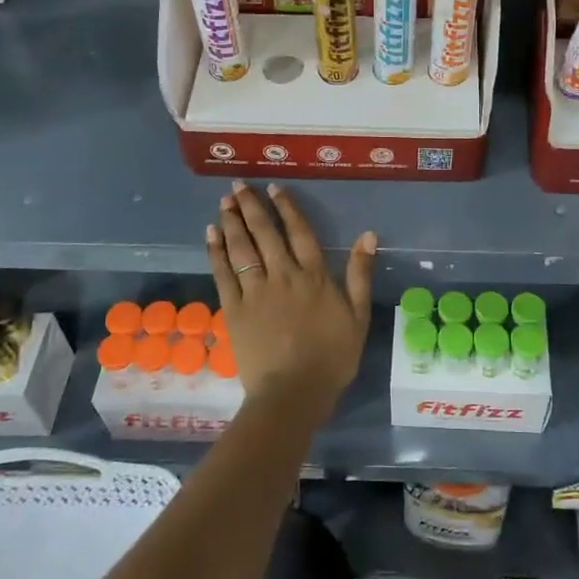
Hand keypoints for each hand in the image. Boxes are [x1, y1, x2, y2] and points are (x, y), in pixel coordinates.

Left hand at [207, 182, 375, 422]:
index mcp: (314, 276)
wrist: (293, 392)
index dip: (286, 208)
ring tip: (224, 202)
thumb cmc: (332, 357)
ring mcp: (256, 292)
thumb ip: (361, 274)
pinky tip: (211, 234)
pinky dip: (216, 252)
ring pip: (242, 248)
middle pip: (265, 234)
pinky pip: (223, 274)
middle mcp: (283, 275)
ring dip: (232, 222)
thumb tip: (368, 234)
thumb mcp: (358, 316)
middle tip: (238, 186)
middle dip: (251, 207)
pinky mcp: (234, 310)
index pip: (299, 232)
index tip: (274, 188)